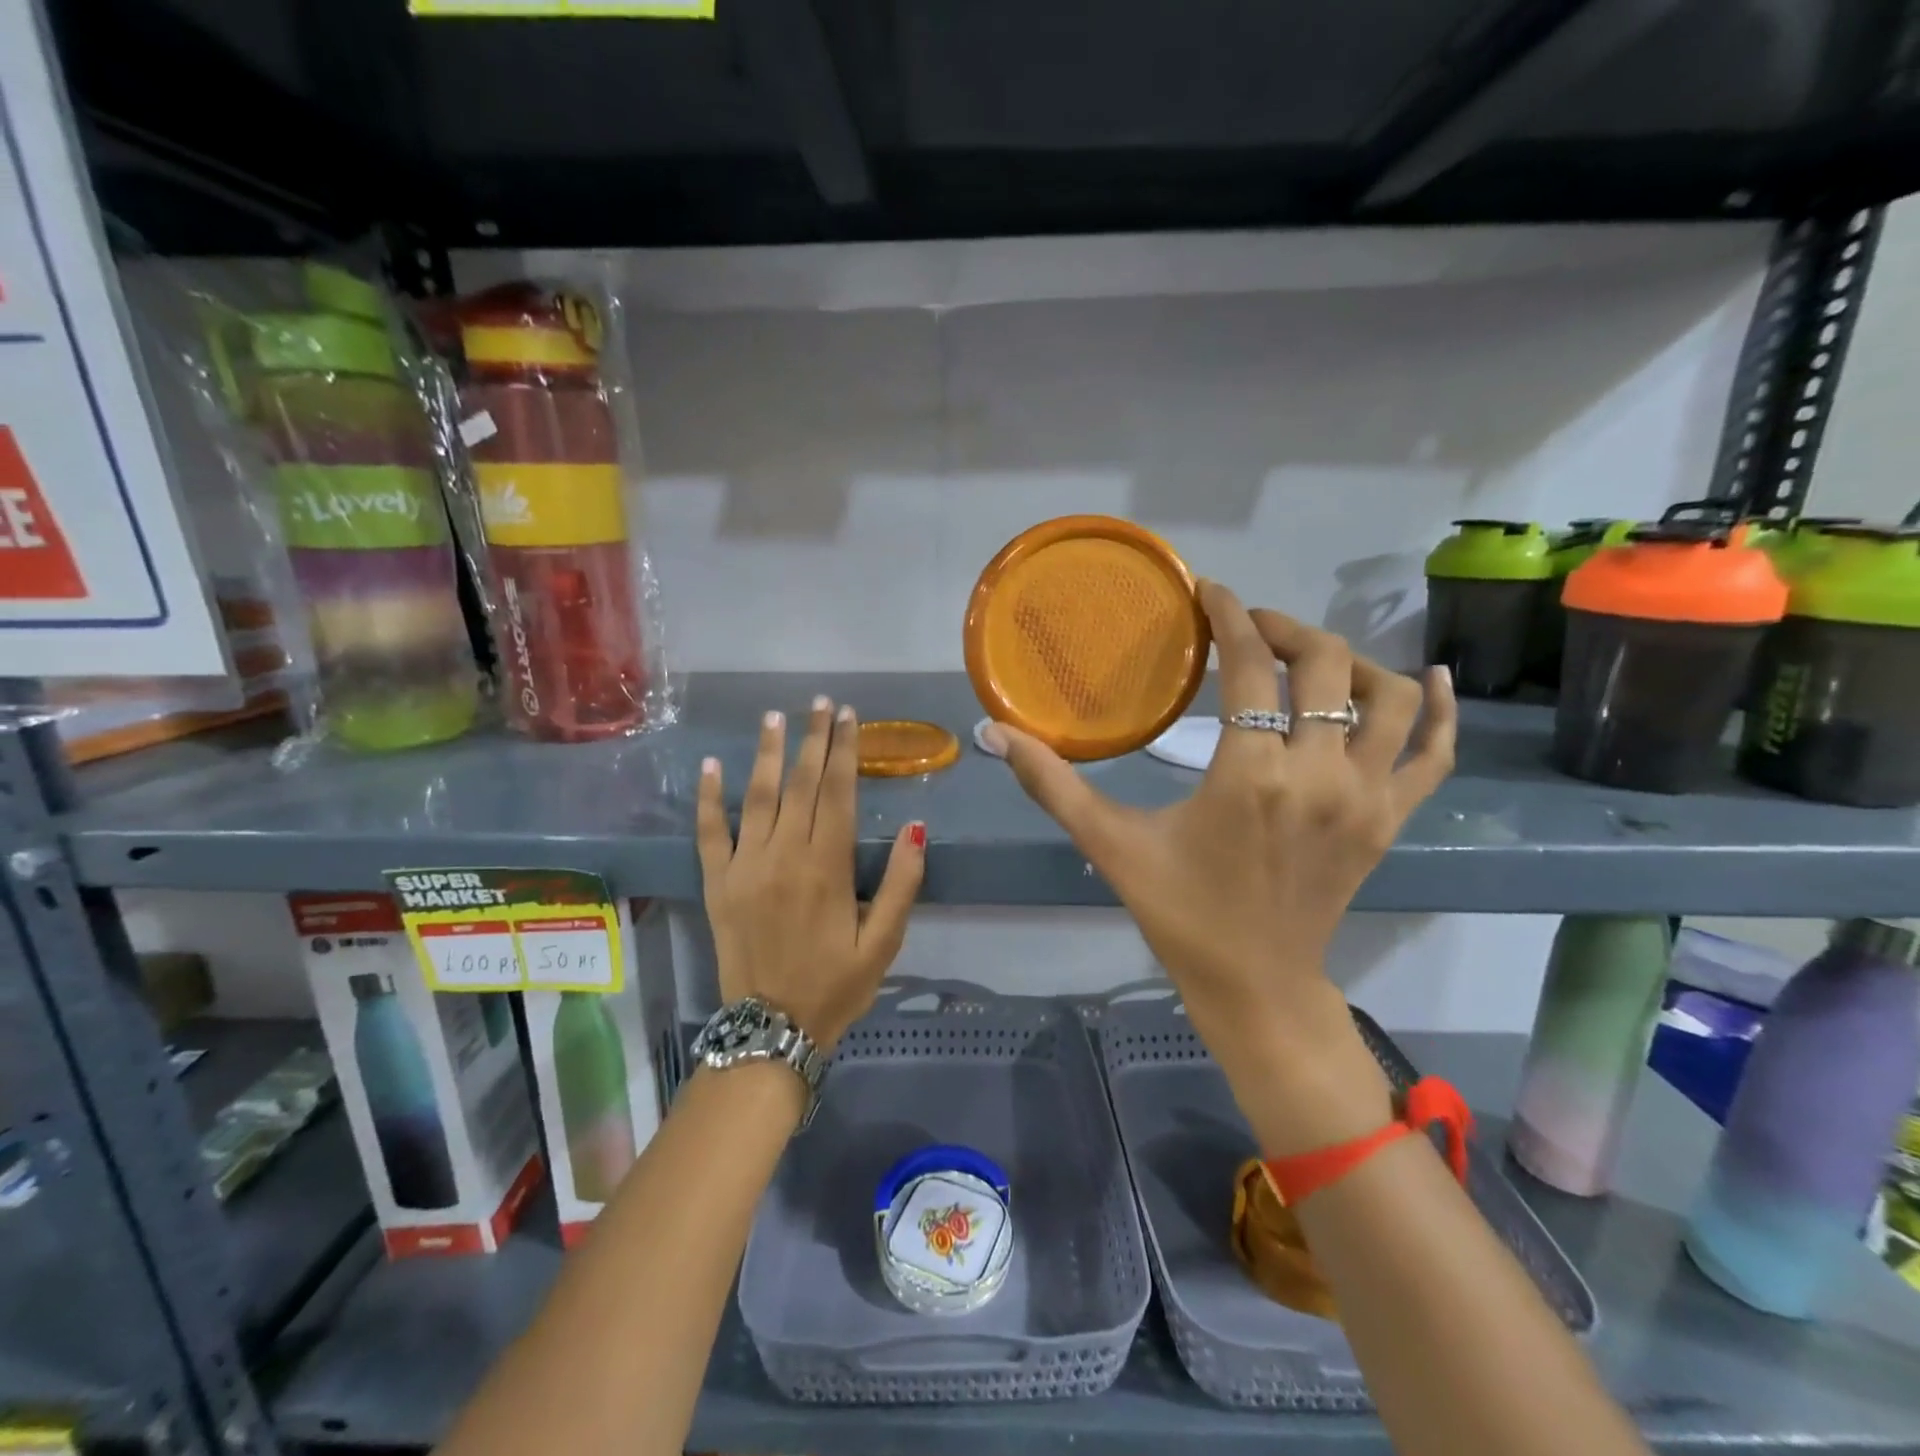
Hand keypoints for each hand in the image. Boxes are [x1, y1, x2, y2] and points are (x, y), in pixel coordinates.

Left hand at [696, 698, 925, 1049]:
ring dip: (767, 753)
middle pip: (800, 784)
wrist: (771, 1029)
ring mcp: (744, 867)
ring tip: (775, 716)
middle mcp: (784, 856)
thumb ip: (902, 884)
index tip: (849, 716)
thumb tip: (916, 827)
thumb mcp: (884, 942)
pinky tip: (711, 765)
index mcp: (827, 867)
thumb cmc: (836, 986)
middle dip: (813, 739)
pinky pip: (710, 832)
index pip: (838, 792)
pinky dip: (710, 797)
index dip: (844, 750)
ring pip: (757, 796)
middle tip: (821, 702)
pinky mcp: (717, 883)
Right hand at [985, 584, 1456, 1152]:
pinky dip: (1441, 711)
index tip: (1210, 593)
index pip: (1251, 666)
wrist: (1255, 985)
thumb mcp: (1109, 845)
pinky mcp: (1391, 819)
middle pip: (1326, 663)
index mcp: (1250, 775)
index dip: (1230, 617)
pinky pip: (1436, 753)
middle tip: (1247, 627)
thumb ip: (1052, 785)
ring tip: (1306, 660)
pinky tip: (1434, 679)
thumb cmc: (1180, 913)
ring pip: (1388, 696)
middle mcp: (1320, 775)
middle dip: (1284, 628)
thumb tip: (991, 733)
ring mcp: (1367, 797)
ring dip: (1349, 663)